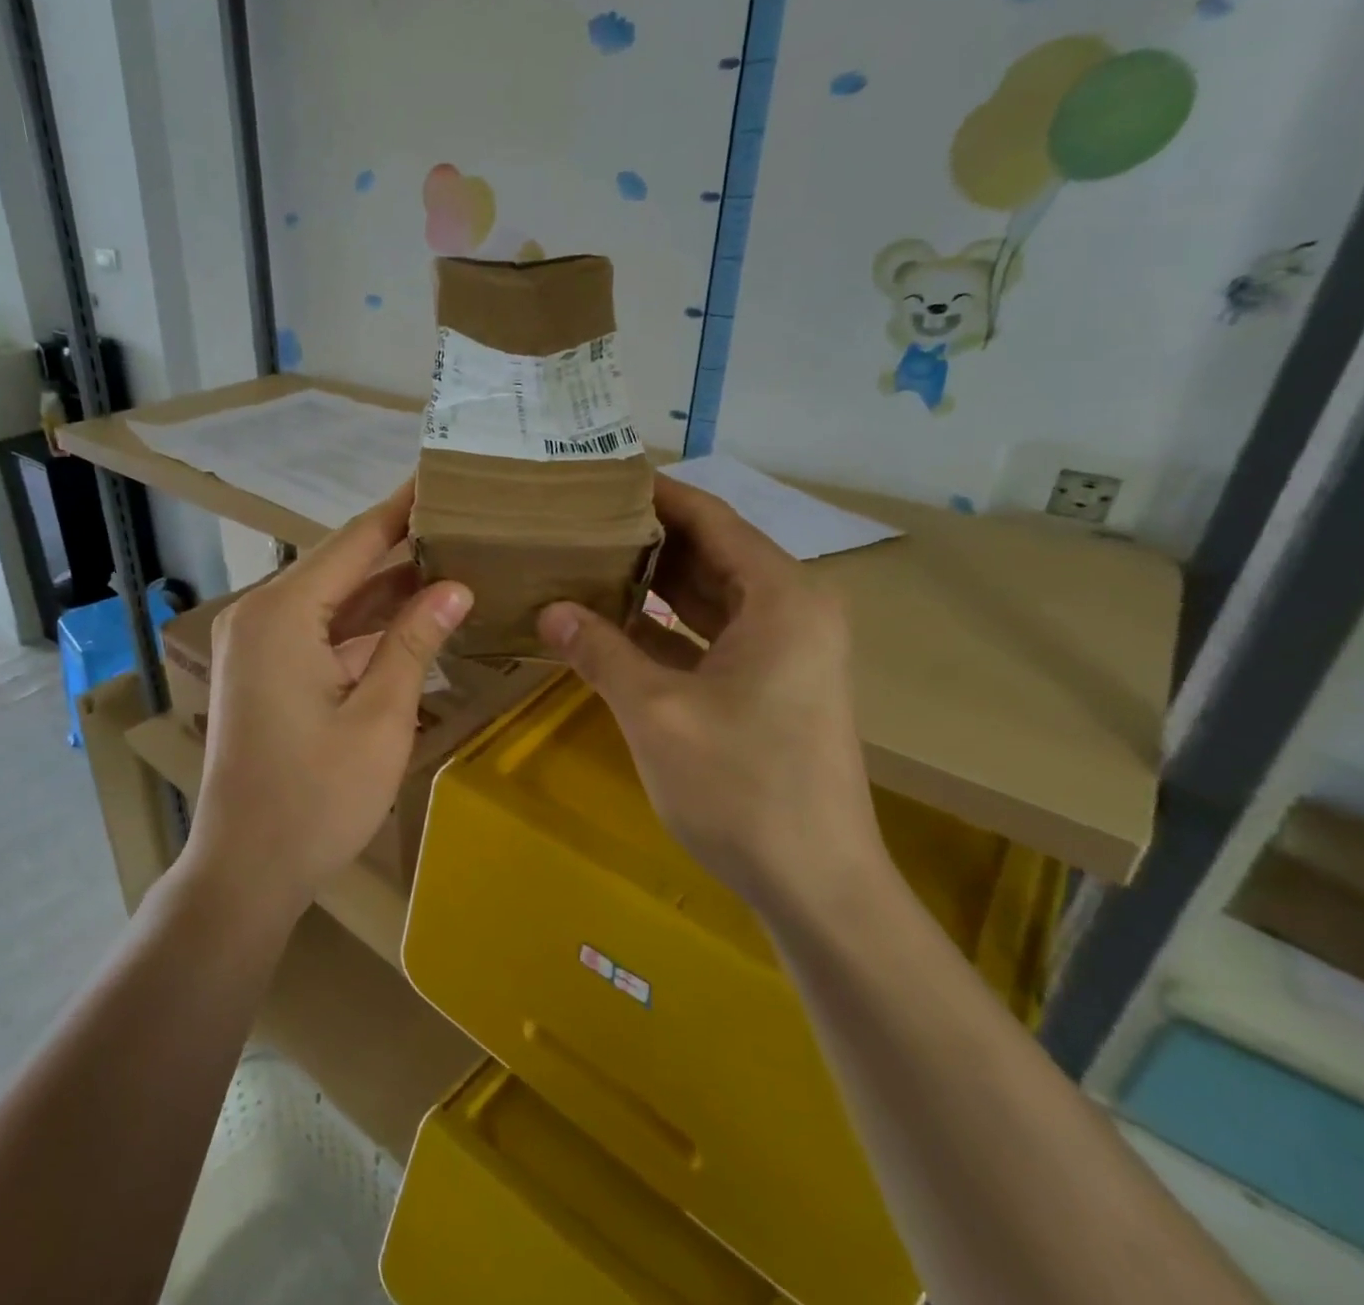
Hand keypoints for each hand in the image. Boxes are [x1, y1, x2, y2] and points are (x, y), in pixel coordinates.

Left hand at [185, 483, 473, 919]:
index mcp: (283, 613)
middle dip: (401, 547)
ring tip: (451, 563)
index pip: (355, 540)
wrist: (245, 871)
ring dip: (386, 590)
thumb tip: (455, 587)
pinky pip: (320, 633)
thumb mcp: (380, 717)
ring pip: (333, 601)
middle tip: (461, 521)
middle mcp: (261, 614)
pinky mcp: (263, 672)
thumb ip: (414, 642)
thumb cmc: (316, 799)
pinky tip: (412, 620)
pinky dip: (363, 627)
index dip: (402, 508)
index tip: (440, 475)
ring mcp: (257, 644)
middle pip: (342, 566)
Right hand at [537, 473, 883, 909]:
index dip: (655, 496)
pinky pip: (712, 634)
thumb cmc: (741, 788)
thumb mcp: (657, 712)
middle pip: (710, 552)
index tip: (598, 479)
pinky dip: (666, 626)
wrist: (815, 884)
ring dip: (652, 583)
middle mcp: (791, 610)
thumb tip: (548, 611)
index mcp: (780, 597)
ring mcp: (785, 650)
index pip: (711, 519)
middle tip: (577, 521)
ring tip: (585, 561)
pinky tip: (612, 623)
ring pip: (709, 595)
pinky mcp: (771, 685)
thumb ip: (600, 652)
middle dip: (647, 537)